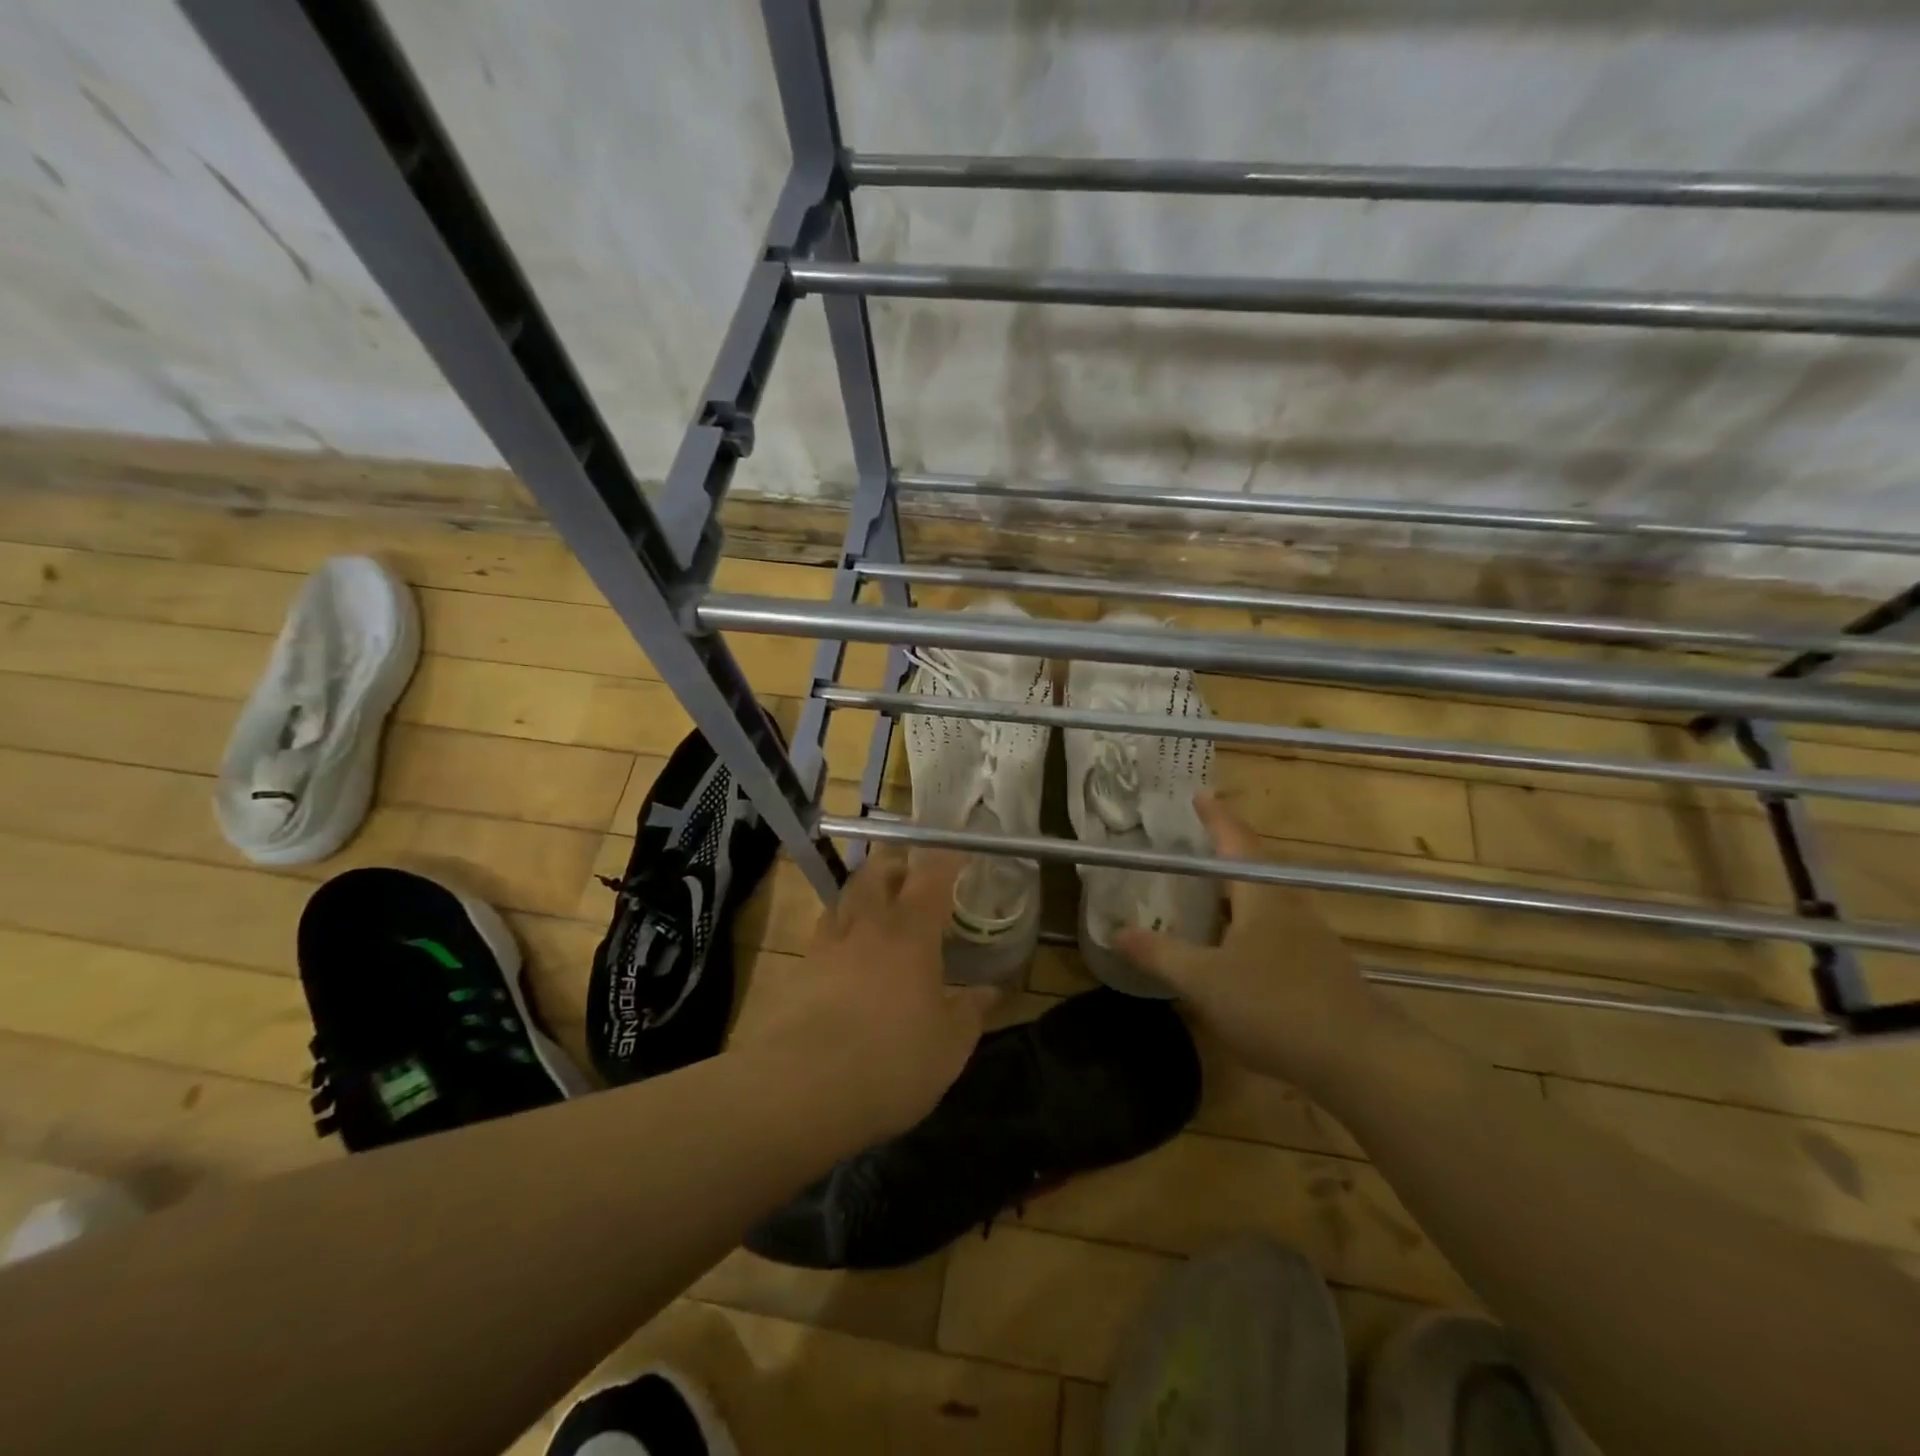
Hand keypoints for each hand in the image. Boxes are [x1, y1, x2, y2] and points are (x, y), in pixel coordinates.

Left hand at [729, 844, 995, 1142]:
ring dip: (863, 894)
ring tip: (878, 911)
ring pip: (844, 899)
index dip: (946, 858)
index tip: (958, 852)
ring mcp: (826, 946)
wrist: (801, 1090)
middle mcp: (866, 926)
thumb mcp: (949, 1045)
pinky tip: (848, 959)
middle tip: (911, 875)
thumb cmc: (891, 1061)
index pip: (931, 875)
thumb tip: (991, 990)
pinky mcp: (797, 972)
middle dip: (895, 863)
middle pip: (876, 872)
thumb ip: (972, 1011)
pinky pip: (823, 936)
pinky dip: (840, 933)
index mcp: (910, 933)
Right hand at [1114, 793, 1392, 1096]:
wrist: (1361, 1060)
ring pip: (1263, 901)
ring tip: (1202, 894)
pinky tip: (1230, 950)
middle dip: (1221, 852)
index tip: (1198, 794)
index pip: (1235, 840)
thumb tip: (1115, 932)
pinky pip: (1272, 930)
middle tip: (1188, 845)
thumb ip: (1159, 954)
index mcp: (1261, 895)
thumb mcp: (1203, 980)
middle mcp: (1289, 906)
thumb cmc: (1274, 1005)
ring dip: (1233, 892)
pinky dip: (1245, 925)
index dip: (1214, 816)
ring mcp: (1309, 938)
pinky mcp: (1318, 968)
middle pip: (1252, 867)